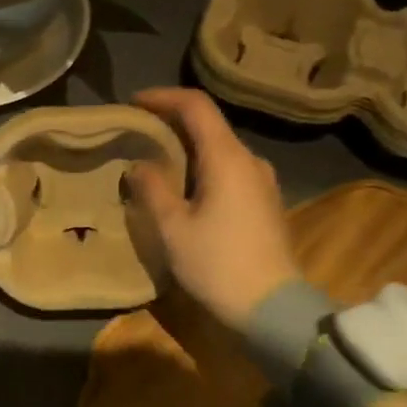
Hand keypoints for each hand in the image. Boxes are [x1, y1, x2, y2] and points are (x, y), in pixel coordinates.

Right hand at [128, 87, 296, 328]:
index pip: (196, 106)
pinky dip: (202, 166)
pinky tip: (183, 187)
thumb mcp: (173, 228)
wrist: (273, 309)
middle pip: (209, 124)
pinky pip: (229, 169)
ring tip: (155, 159)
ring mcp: (262, 182)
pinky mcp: (265, 202)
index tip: (133, 103)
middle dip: (171, 122)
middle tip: (137, 132)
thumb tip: (140, 164)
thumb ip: (152, 188)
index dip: (163, 97)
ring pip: (219, 148)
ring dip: (186, 146)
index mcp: (227, 157)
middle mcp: (249, 160)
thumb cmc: (218, 264)